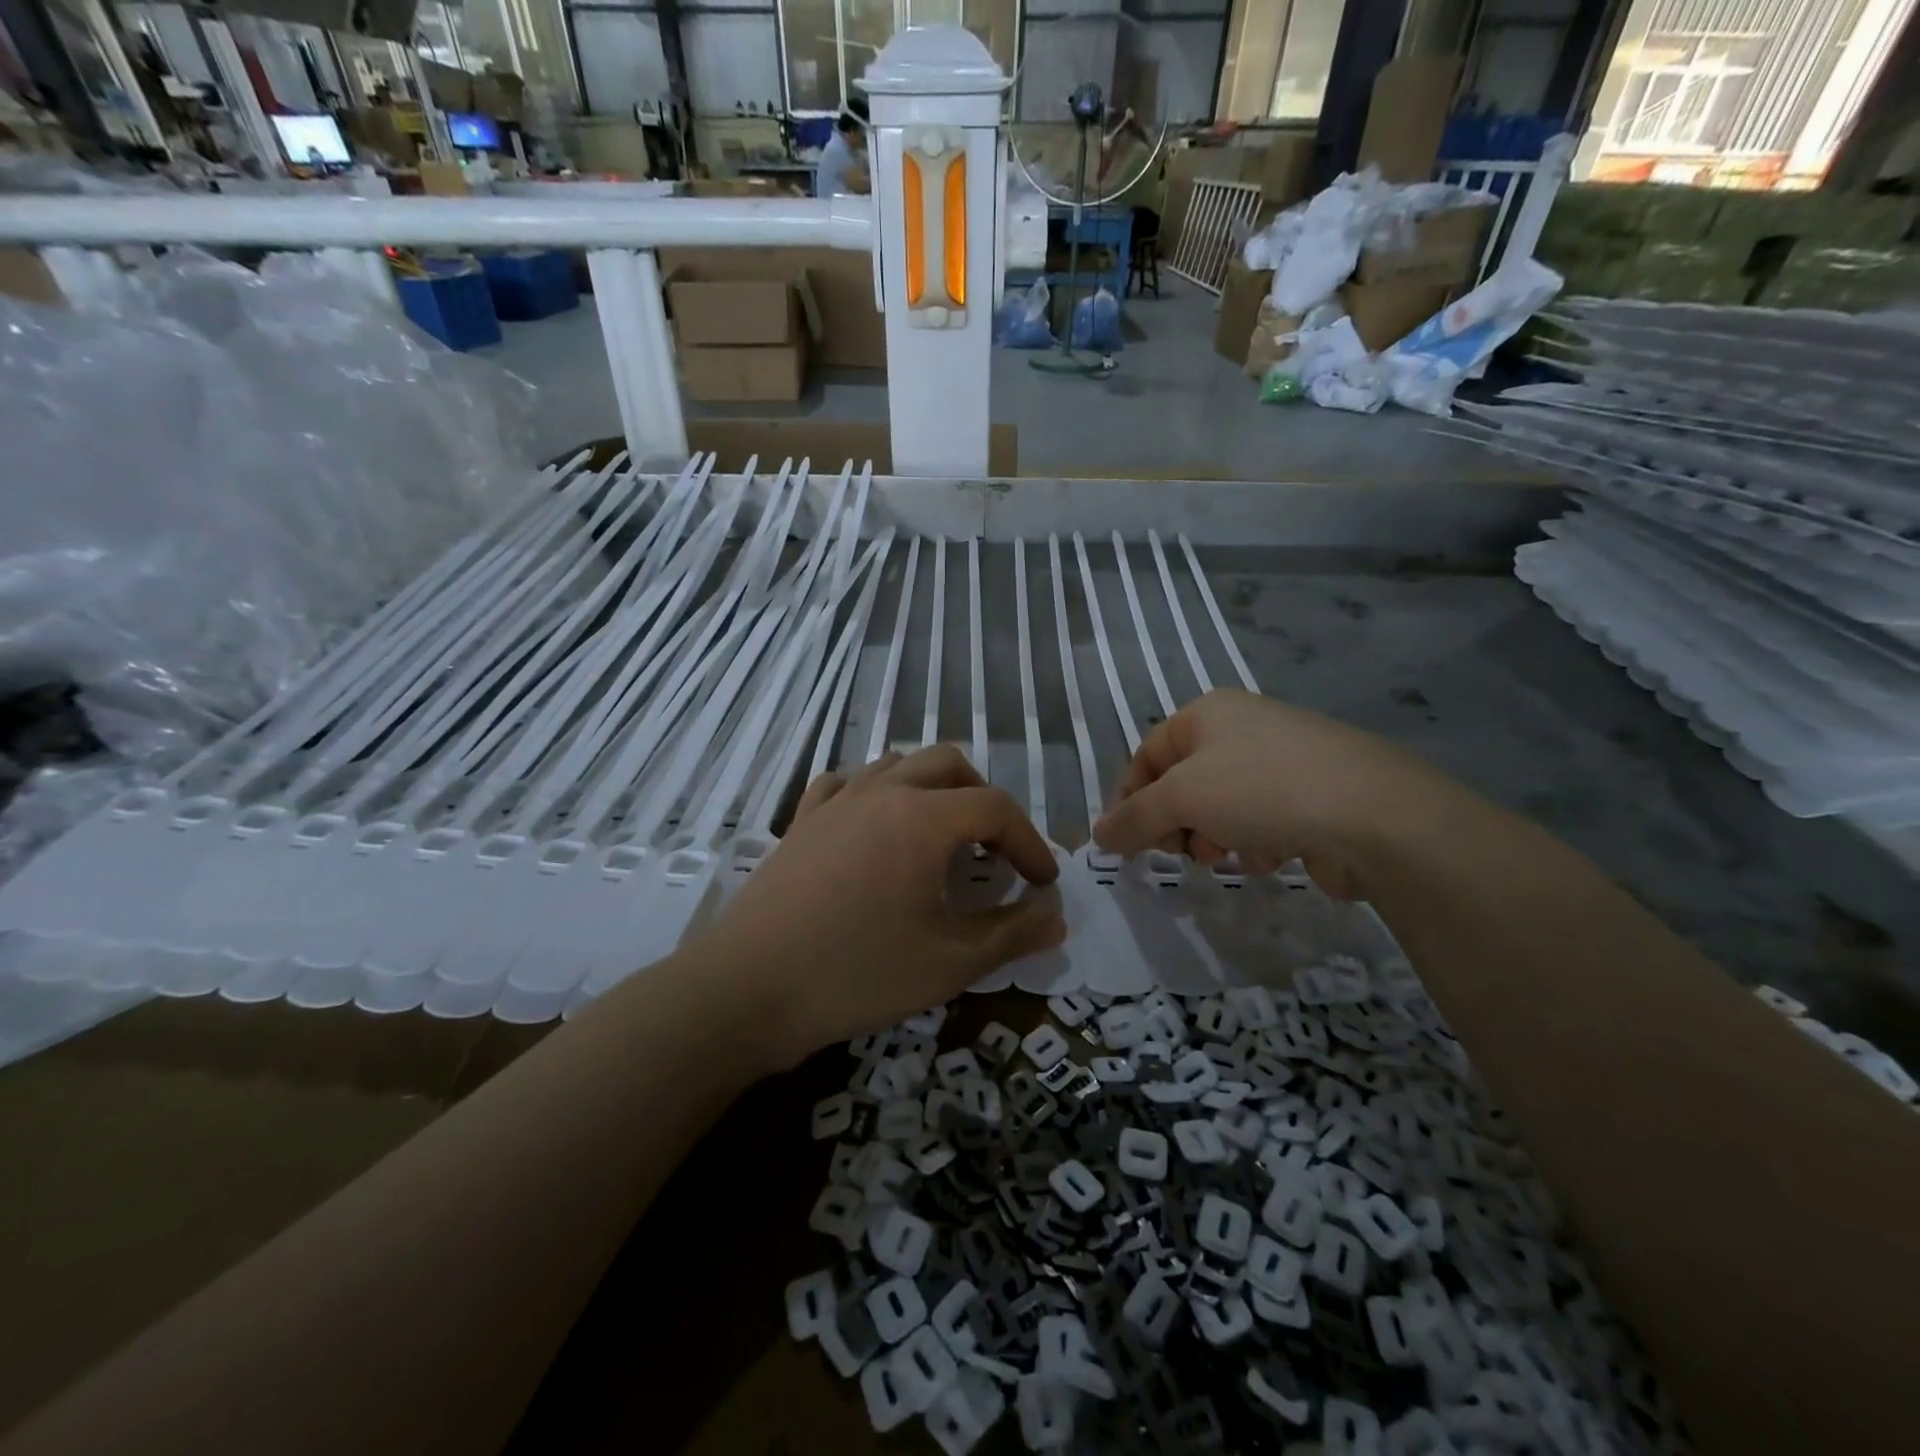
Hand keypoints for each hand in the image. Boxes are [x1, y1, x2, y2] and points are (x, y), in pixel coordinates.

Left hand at [694, 745, 1064, 1064]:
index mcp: (924, 818)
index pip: (996, 808)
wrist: (748, 989)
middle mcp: (883, 792)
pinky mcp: (803, 820)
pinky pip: (848, 783)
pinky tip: (876, 828)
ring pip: (899, 764)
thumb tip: (1057, 917)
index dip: (1029, 843)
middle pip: (951, 764)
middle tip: (993, 854)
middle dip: (985, 802)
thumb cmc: (856, 974)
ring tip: (941, 839)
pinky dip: (877, 794)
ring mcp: (836, 801)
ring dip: (934, 790)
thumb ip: (1011, 934)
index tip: (1042, 884)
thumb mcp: (948, 964)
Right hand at [1091, 689, 1453, 896]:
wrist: (1373, 815)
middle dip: (1178, 823)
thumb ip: (1132, 818)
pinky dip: (1257, 841)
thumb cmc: (1261, 789)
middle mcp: (1244, 728)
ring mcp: (1283, 760)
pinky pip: (1262, 820)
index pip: (1146, 755)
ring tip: (1234, 852)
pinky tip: (1275, 853)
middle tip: (1183, 850)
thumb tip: (1097, 836)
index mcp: (1208, 713)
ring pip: (1221, 808)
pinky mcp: (1314, 795)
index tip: (1125, 843)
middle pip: (1183, 784)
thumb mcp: (1181, 799)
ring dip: (1217, 837)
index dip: (1129, 799)